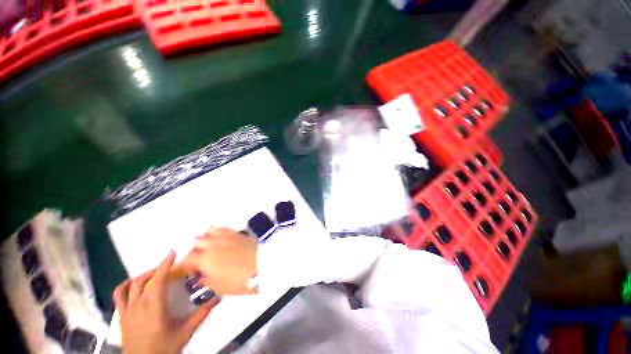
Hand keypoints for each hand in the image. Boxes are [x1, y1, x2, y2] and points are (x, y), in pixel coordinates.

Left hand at [114, 252, 218, 353]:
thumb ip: (201, 314)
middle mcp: (139, 306)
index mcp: (154, 308)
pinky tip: (133, 283)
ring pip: (133, 285)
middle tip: (171, 265)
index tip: (173, 254)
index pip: (158, 281)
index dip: (165, 265)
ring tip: (156, 273)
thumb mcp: (185, 332)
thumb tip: (217, 298)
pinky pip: (119, 295)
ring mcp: (128, 310)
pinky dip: (125, 285)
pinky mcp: (122, 315)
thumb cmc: (164, 348)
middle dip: (159, 269)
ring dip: (145, 275)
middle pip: (146, 280)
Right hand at [182, 227, 258, 294]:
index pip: (187, 258)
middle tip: (200, 259)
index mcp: (205, 258)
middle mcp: (212, 244)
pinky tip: (221, 240)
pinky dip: (217, 232)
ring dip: (205, 238)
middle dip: (194, 250)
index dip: (187, 266)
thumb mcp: (219, 287)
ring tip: (209, 247)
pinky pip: (222, 228)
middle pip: (196, 242)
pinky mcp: (236, 232)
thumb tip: (201, 277)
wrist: (262, 263)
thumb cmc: (239, 279)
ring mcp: (225, 236)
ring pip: (208, 231)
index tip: (194, 272)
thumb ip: (206, 281)